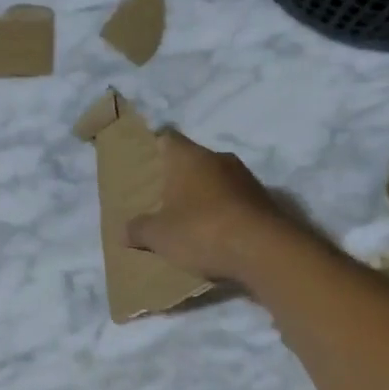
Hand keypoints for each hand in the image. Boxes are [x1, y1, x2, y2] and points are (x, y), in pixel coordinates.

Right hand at [126, 130, 292, 282]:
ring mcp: (245, 177)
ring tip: (189, 219)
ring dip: (204, 195)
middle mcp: (218, 158)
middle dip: (179, 176)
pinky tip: (216, 233)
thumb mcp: (159, 236)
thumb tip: (123, 230)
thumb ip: (138, 229)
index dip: (155, 147)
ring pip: (216, 179)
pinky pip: (235, 200)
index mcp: (188, 157)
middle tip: (162, 196)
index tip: (146, 161)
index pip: (167, 138)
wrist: (264, 251)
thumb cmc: (201, 231)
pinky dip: (224, 211)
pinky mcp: (264, 200)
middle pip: (193, 160)